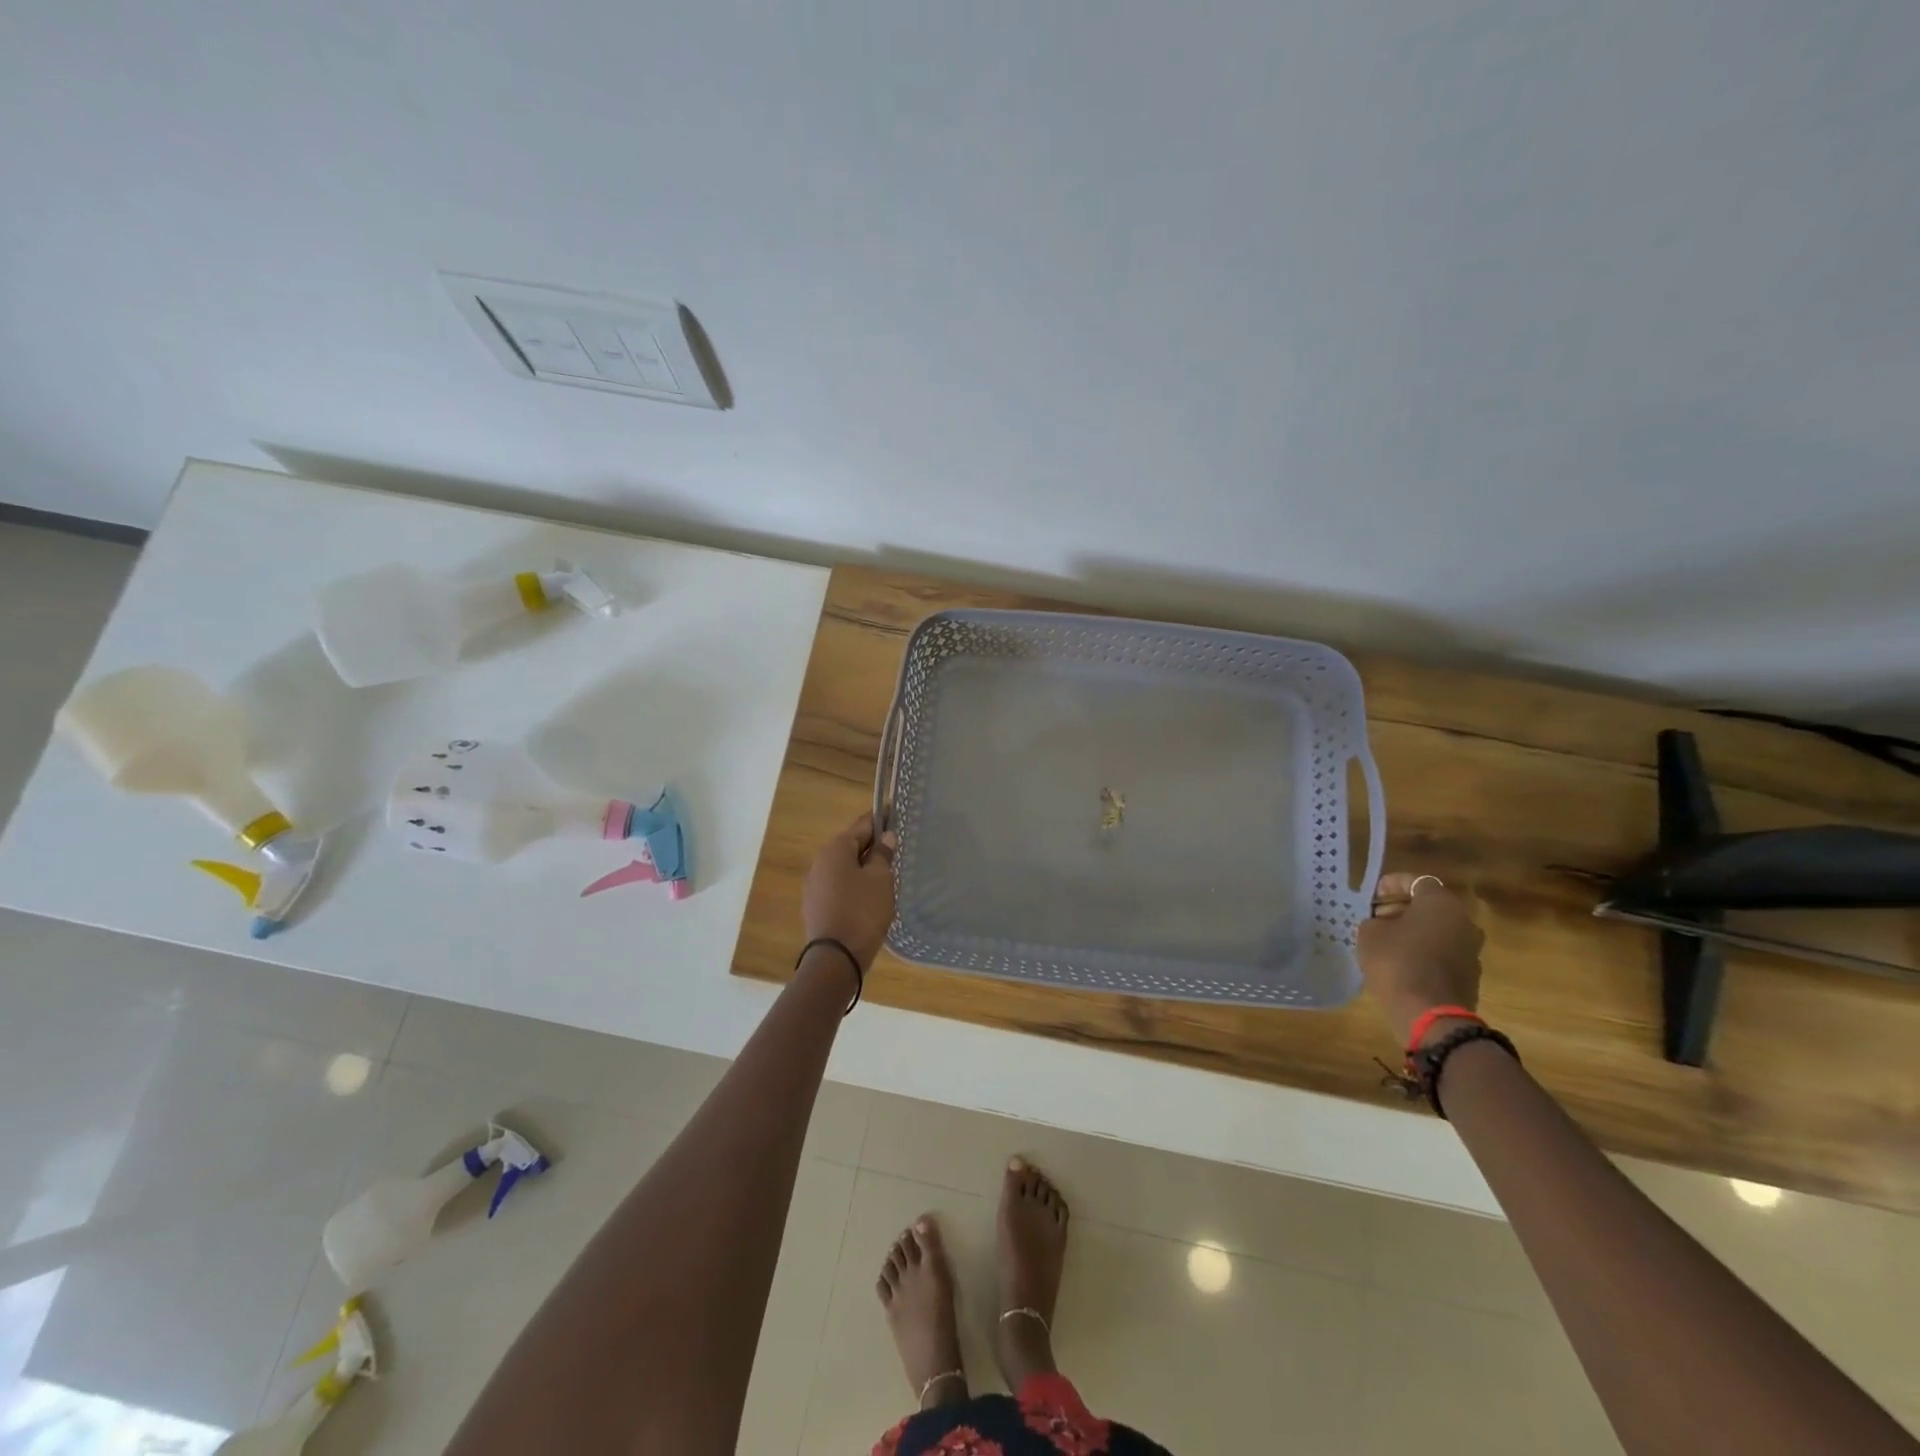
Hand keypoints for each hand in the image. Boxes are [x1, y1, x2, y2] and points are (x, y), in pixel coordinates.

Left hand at [802, 813, 897, 969]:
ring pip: (844, 867)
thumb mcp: (880, 879)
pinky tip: (870, 894)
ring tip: (887, 871)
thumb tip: (885, 838)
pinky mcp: (815, 906)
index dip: (880, 818)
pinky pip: (839, 886)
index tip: (896, 812)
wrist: (836, 958)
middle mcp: (819, 862)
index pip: (861, 825)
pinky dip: (854, 884)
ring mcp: (814, 886)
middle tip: (896, 846)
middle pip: (850, 845)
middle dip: (872, 844)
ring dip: (863, 866)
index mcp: (835, 849)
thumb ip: (882, 855)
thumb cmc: (862, 911)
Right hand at [1356, 872, 1484, 1046]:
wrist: (1429, 1014)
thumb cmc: (1396, 962)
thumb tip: (1384, 923)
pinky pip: (1443, 952)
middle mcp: (1463, 921)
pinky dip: (1424, 951)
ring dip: (1415, 931)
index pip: (1417, 881)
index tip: (1373, 893)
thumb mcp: (1370, 933)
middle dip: (1403, 908)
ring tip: (1387, 940)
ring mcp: (1471, 950)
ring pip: (1438, 930)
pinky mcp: (1470, 975)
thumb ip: (1376, 920)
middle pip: (1430, 906)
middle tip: (1378, 916)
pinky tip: (1402, 961)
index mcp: (1441, 903)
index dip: (1392, 883)